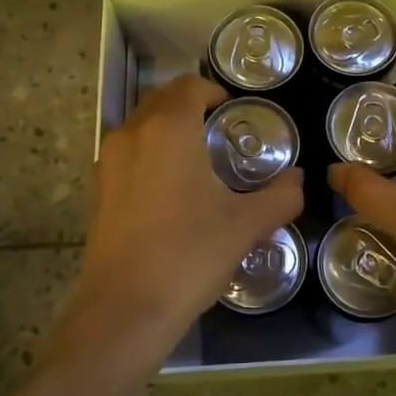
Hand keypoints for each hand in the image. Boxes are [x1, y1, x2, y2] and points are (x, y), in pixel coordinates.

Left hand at [61, 74, 304, 370]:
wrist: (125, 309)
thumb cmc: (190, 254)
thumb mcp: (246, 224)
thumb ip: (281, 195)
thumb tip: (298, 179)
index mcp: (169, 129)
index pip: (188, 86)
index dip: (213, 91)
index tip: (233, 111)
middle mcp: (132, 134)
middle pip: (161, 100)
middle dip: (190, 107)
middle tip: (219, 133)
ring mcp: (107, 162)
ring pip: (140, 127)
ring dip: (167, 131)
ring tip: (196, 162)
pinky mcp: (96, 192)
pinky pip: (126, 156)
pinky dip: (148, 157)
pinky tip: (169, 193)